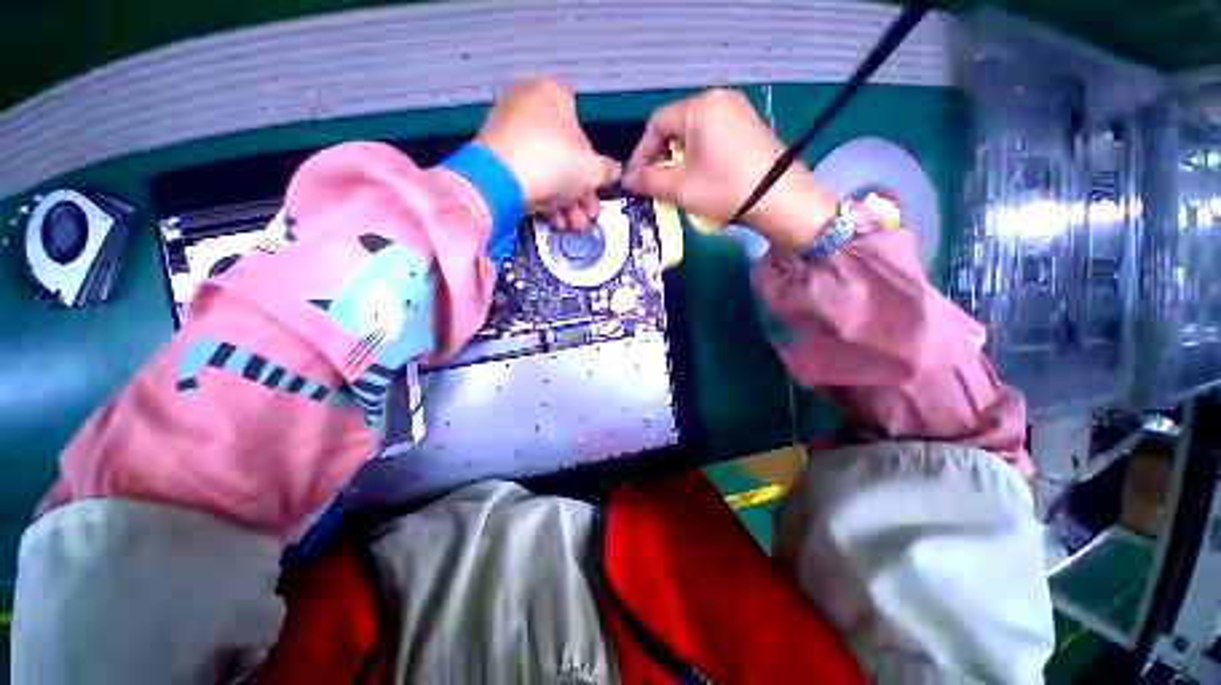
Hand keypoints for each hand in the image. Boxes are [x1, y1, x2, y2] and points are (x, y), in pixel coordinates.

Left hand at [476, 77, 620, 229]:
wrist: (501, 181)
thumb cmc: (554, 163)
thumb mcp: (594, 169)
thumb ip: (608, 170)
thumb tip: (612, 171)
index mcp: (552, 93)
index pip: (581, 127)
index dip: (591, 161)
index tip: (595, 184)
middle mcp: (527, 106)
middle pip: (564, 155)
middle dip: (581, 191)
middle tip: (589, 212)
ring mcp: (507, 132)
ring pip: (546, 170)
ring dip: (566, 201)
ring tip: (574, 224)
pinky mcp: (495, 159)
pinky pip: (527, 176)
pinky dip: (543, 198)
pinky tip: (555, 220)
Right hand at [622, 89, 837, 248]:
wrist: (779, 200)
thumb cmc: (724, 189)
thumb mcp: (680, 188)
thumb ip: (648, 181)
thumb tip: (627, 179)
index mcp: (700, 107)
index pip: (657, 124)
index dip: (641, 152)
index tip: (636, 179)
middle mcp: (719, 99)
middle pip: (675, 126)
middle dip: (660, 156)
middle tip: (655, 182)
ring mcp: (737, 111)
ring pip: (693, 132)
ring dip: (678, 157)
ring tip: (674, 183)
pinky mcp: (748, 126)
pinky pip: (712, 135)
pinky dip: (697, 155)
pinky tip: (698, 176)